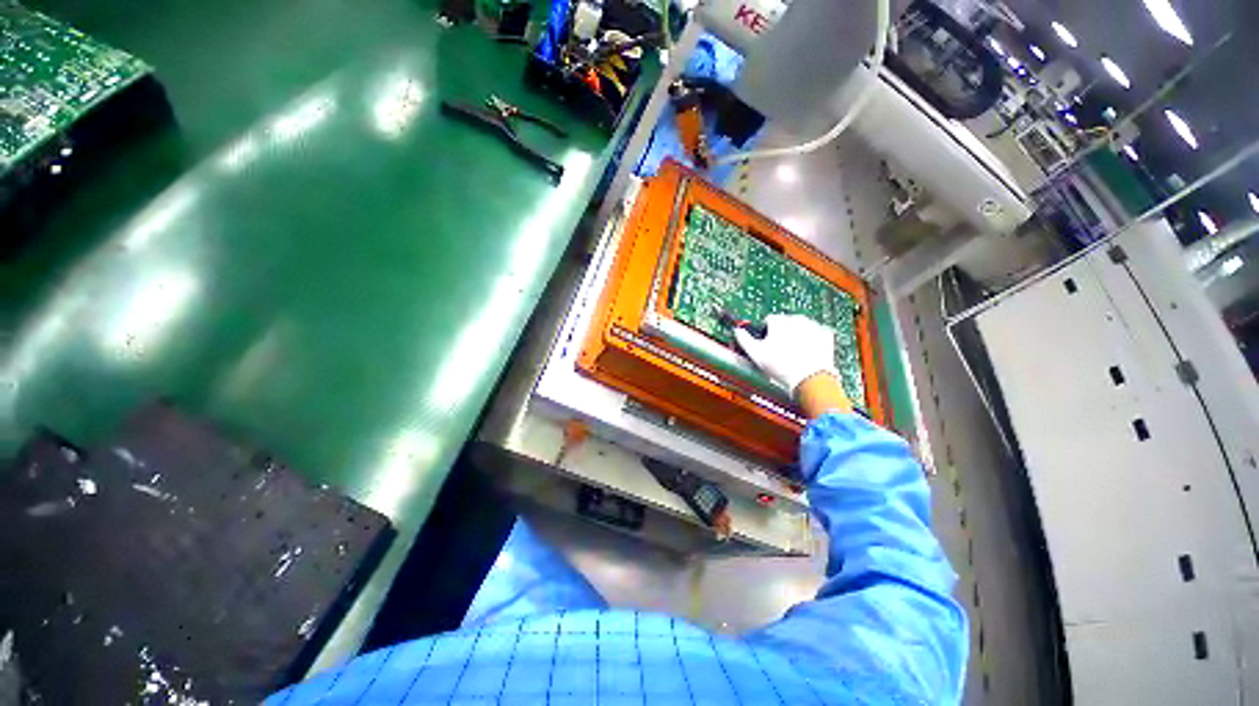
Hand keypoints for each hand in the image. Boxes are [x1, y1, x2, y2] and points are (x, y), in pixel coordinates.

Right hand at [733, 314, 838, 394]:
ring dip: (797, 335)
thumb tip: (736, 331)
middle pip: (785, 323)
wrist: (810, 379)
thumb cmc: (781, 366)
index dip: (765, 333)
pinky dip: (812, 340)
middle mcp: (797, 319)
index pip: (768, 320)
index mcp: (779, 321)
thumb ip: (743, 339)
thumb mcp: (755, 354)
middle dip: (782, 333)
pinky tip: (807, 352)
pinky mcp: (826, 334)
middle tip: (779, 351)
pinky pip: (816, 333)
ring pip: (801, 327)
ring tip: (793, 353)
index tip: (766, 344)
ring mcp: (813, 325)